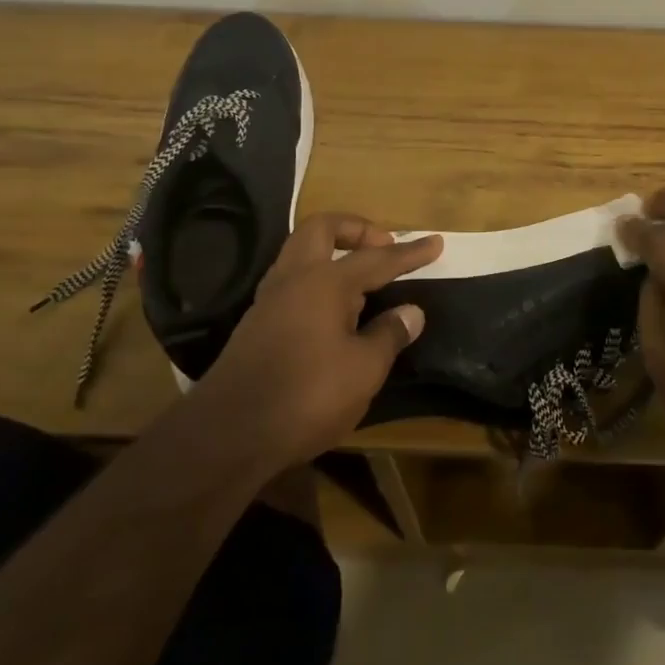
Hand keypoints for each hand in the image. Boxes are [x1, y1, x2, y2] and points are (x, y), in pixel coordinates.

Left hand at [195, 214, 441, 469]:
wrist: (227, 435)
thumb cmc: (306, 395)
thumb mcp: (363, 370)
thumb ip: (389, 335)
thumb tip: (411, 312)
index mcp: (325, 281)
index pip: (377, 259)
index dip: (409, 252)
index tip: (436, 242)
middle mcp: (294, 278)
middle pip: (322, 229)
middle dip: (355, 229)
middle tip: (382, 245)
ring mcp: (269, 300)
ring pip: (301, 253)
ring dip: (332, 253)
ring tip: (360, 278)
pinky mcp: (256, 325)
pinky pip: (292, 282)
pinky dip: (317, 281)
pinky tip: (332, 311)